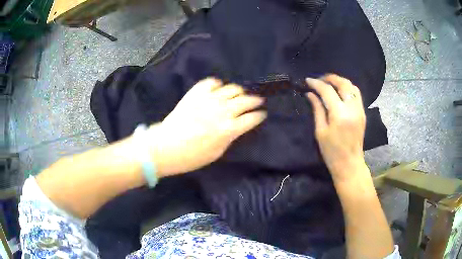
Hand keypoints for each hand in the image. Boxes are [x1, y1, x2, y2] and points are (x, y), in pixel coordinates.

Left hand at [148, 78, 266, 176]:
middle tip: (258, 101)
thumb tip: (237, 127)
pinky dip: (218, 84)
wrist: (165, 147)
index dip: (259, 116)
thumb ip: (230, 137)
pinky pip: (211, 82)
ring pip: (231, 88)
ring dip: (239, 91)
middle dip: (255, 101)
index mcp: (229, 129)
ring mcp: (208, 99)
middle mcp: (222, 110)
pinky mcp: (195, 93)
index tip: (262, 114)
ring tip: (240, 94)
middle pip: (246, 101)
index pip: (252, 118)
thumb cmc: (192, 156)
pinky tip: (218, 89)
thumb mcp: (217, 153)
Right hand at [305, 74, 366, 181]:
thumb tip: (310, 94)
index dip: (316, 83)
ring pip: (352, 86)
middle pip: (343, 83)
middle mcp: (352, 108)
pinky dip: (347, 88)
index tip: (308, 80)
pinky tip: (339, 92)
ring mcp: (360, 110)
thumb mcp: (320, 131)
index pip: (327, 91)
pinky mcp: (362, 113)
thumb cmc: (331, 152)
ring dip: (340, 81)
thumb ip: (317, 109)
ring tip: (329, 84)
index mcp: (339, 114)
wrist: (349, 164)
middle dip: (330, 78)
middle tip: (319, 79)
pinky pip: (356, 94)